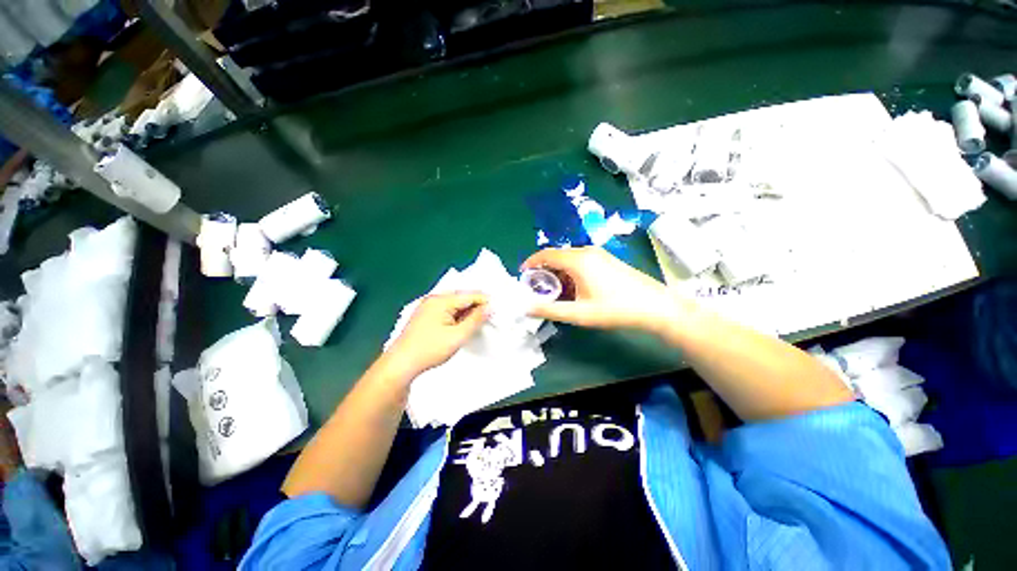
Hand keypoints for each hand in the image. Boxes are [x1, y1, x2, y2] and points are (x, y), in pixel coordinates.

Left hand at [383, 293, 489, 379]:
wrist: (401, 364)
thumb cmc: (430, 349)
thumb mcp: (457, 336)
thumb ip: (475, 320)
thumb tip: (490, 307)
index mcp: (441, 300)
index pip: (469, 295)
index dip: (485, 301)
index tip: (498, 310)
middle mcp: (434, 298)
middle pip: (462, 297)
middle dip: (477, 305)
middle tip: (489, 317)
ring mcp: (428, 306)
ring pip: (455, 304)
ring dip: (467, 311)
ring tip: (478, 322)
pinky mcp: (426, 315)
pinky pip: (447, 309)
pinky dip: (457, 315)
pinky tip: (462, 324)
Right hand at [521, 246, 692, 332]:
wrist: (655, 306)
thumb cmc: (615, 308)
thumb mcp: (579, 313)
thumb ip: (549, 310)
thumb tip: (526, 307)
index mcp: (578, 260)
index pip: (546, 254)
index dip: (531, 263)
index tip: (522, 275)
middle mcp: (586, 251)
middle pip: (557, 256)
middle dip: (544, 270)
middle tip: (537, 288)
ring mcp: (599, 254)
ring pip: (569, 259)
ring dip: (557, 273)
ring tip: (554, 291)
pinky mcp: (606, 259)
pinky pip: (580, 261)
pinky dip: (570, 272)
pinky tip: (573, 289)